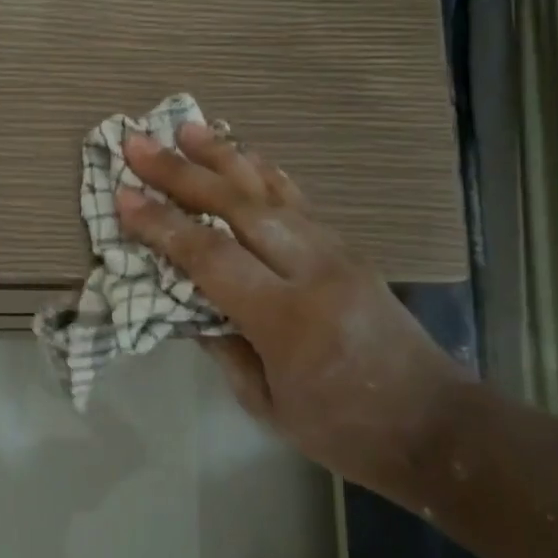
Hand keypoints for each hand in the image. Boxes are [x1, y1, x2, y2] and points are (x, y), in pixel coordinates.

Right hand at [117, 123, 467, 489]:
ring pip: (272, 193)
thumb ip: (222, 347)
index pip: (211, 257)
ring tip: (188, 127)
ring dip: (225, 158)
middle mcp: (313, 271)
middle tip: (139, 144)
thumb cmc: (342, 429)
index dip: (163, 225)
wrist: (434, 424)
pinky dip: (267, 174)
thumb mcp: (266, 404)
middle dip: (183, 173)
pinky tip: (245, 155)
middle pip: (238, 208)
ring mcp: (337, 253)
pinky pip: (300, 202)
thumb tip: (187, 304)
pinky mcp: (350, 249)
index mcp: (285, 319)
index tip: (123, 197)